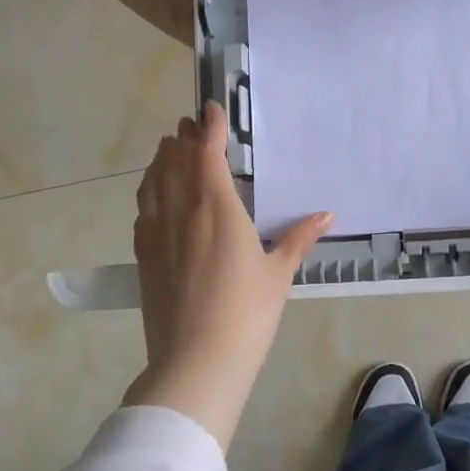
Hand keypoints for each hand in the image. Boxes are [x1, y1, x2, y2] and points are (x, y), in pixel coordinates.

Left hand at [125, 102, 331, 448]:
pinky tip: (157, 195)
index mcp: (216, 208)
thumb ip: (298, 239)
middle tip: (193, 125)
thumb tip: (326, 215)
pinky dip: (150, 189)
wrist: (195, 362)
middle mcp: (181, 211)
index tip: (211, 108)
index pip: (206, 153)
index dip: (209, 127)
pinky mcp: (143, 255)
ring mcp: (156, 232)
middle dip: (183, 137)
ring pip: (153, 181)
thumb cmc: (246, 314)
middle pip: (174, 160)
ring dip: (162, 159)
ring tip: (171, 148)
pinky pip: (143, 208)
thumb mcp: (278, 274)